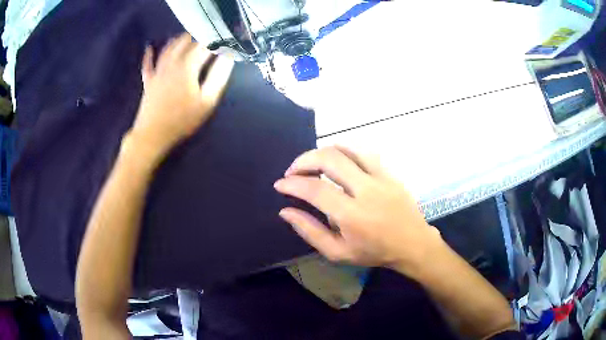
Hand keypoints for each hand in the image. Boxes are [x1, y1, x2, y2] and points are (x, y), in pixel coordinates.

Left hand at [130, 33, 233, 157]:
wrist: (153, 135)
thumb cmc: (182, 119)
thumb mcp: (207, 100)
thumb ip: (218, 76)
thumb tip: (228, 56)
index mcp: (188, 65)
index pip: (205, 46)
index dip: (216, 41)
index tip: (226, 40)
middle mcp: (172, 62)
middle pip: (186, 42)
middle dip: (198, 36)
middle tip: (208, 37)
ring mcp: (158, 70)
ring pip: (168, 48)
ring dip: (179, 39)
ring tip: (187, 36)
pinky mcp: (148, 81)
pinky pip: (147, 64)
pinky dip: (148, 55)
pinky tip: (149, 47)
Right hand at [274, 146, 442, 276]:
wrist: (412, 244)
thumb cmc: (374, 252)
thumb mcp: (338, 252)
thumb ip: (310, 231)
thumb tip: (285, 211)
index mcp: (352, 215)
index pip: (315, 190)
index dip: (292, 184)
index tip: (280, 185)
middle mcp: (366, 190)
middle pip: (330, 159)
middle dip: (303, 160)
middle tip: (293, 171)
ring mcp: (380, 177)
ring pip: (347, 149)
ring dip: (323, 151)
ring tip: (311, 162)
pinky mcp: (389, 172)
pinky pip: (363, 152)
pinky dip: (344, 150)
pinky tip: (336, 159)